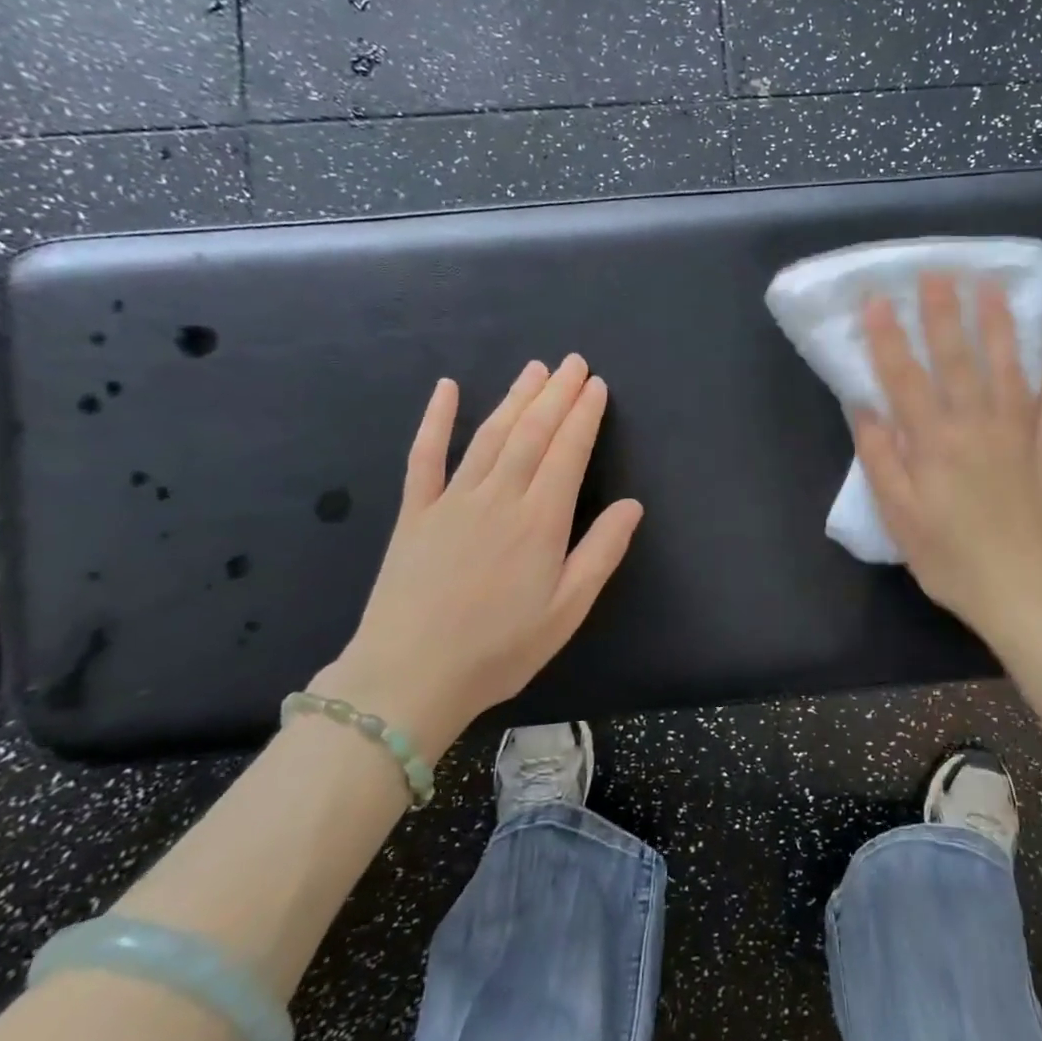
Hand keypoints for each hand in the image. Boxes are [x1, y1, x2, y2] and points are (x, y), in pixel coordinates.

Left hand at [311, 355, 643, 756]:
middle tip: (574, 362)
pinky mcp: (415, 512)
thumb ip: (601, 552)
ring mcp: (452, 500)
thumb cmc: (499, 650)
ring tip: (535, 369)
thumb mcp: (567, 611)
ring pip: (491, 435)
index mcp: (540, 521)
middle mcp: (499, 497)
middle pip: (532, 432)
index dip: (584, 415)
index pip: (569, 452)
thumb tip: (633, 504)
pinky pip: (425, 456)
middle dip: (557, 394)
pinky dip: (436, 419)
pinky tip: (446, 389)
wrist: (409, 678)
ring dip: (515, 398)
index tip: (597, 385)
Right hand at [853, 273, 1041, 648]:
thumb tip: (864, 408)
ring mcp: (1019, 433)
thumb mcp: (899, 516)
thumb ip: (881, 458)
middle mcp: (976, 425)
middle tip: (938, 272)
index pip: (905, 377)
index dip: (889, 337)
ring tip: (992, 285)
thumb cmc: (950, 558)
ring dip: (999, 323)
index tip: (879, 299)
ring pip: (1009, 366)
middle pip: (958, 359)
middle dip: (944, 313)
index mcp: (934, 443)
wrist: (1023, 592)